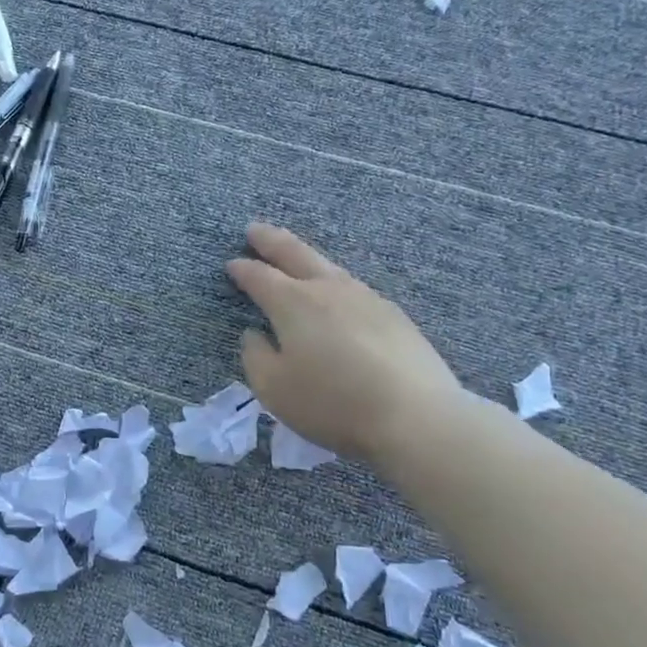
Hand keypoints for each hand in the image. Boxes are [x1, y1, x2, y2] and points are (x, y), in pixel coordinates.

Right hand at [226, 222, 466, 465]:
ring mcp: (366, 298)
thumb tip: (255, 334)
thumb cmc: (332, 402)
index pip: (260, 276)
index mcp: (293, 303)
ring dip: (306, 259)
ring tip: (296, 260)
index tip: (231, 264)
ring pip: (329, 268)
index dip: (243, 269)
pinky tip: (338, 298)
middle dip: (271, 240)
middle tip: (255, 230)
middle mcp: (329, 289)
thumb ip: (255, 356)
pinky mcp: (394, 315)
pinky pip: (354, 290)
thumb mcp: (273, 388)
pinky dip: (335, 285)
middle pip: (296, 253)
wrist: (415, 416)